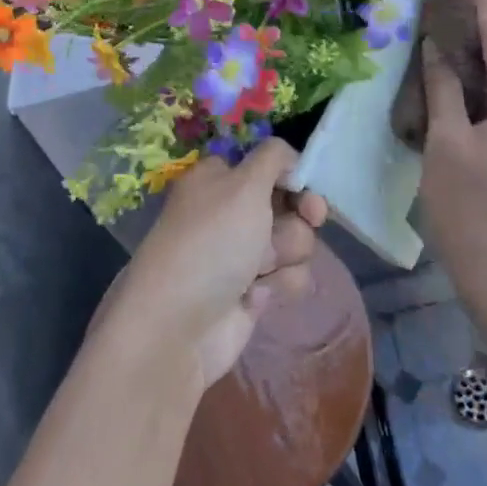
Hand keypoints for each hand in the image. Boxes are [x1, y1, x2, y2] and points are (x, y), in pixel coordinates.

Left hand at [103, 139, 327, 394]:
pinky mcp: (252, 291)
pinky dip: (278, 284)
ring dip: (288, 253)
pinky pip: (288, 277)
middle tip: (308, 219)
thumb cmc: (212, 242)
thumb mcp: (244, 184)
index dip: (293, 175)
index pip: (269, 165)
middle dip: (299, 216)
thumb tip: (290, 158)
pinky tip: (256, 295)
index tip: (306, 186)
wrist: (178, 327)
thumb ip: (274, 158)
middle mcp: (231, 212)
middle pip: (290, 204)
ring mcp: (242, 253)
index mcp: (220, 179)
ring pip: (295, 242)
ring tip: (262, 269)